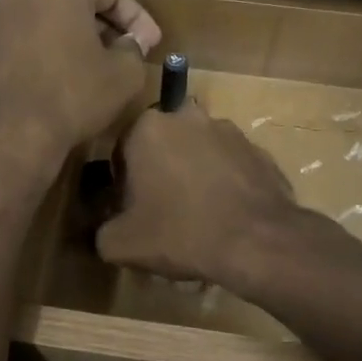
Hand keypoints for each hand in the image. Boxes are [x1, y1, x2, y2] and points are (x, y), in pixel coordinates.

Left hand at [0, 0, 161, 184]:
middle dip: (97, 26)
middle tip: (118, 53)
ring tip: (79, 71)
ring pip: (35, 23)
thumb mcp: (124, 76)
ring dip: (60, 41)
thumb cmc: (72, 97)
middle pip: (69, 2)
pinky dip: (28, 60)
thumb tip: (128, 45)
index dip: (137, 19)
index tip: (152, 44)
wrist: (3, 140)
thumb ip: (133, 50)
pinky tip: (40, 88)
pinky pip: (9, 49)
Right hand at [97, 103, 300, 285]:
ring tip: (199, 219)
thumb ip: (101, 230)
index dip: (123, 185)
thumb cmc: (180, 233)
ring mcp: (229, 131)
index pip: (122, 152)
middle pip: (163, 148)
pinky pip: (231, 168)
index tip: (132, 212)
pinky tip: (226, 218)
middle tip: (163, 215)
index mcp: (148, 127)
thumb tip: (106, 228)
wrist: (257, 242)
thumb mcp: (120, 243)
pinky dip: (225, 186)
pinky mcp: (259, 151)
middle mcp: (188, 117)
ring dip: (194, 176)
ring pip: (199, 154)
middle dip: (161, 174)